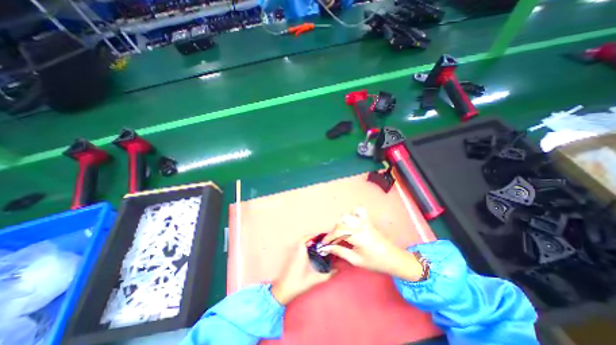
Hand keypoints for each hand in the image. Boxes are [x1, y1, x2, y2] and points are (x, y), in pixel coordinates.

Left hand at [271, 238, 335, 303]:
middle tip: (320, 241)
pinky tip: (310, 254)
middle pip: (303, 240)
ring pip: (300, 244)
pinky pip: (298, 248)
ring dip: (308, 243)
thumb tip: (337, 270)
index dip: (312, 235)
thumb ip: (327, 275)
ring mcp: (292, 254)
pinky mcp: (290, 258)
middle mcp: (295, 251)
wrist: (283, 291)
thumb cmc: (298, 283)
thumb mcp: (314, 279)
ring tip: (317, 246)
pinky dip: (304, 247)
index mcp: (301, 253)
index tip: (320, 237)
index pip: (305, 238)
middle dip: (312, 239)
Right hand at [318, 209, 423, 281]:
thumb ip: (339, 251)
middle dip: (334, 231)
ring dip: (341, 223)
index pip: (337, 232)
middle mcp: (359, 225)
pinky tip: (352, 222)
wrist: (394, 259)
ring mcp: (364, 221)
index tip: (323, 244)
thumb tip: (326, 248)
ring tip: (342, 233)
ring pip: (347, 215)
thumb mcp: (355, 260)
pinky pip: (359, 211)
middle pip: (340, 222)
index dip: (328, 238)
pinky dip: (352, 214)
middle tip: (334, 241)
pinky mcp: (368, 221)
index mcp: (356, 235)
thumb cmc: (375, 262)